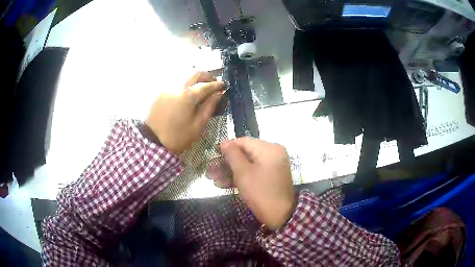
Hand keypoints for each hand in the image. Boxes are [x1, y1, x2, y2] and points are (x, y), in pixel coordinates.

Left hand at [146, 72, 223, 154]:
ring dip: (195, 79)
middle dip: (207, 76)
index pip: (206, 85)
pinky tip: (187, 92)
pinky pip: (175, 82)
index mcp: (187, 96)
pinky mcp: (160, 93)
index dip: (217, 84)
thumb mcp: (197, 125)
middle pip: (194, 74)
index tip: (223, 86)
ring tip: (201, 87)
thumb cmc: (178, 136)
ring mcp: (167, 88)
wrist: (153, 141)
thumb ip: (209, 107)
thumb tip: (218, 95)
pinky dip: (185, 83)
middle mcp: (177, 87)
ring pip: (184, 76)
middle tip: (213, 83)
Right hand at [220, 137, 295, 229]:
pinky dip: (240, 177)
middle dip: (226, 163)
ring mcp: (272, 166)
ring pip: (247, 164)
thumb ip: (232, 155)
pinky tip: (224, 184)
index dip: (226, 148)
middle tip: (210, 172)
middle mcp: (272, 153)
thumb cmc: (261, 192)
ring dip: (230, 172)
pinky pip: (253, 172)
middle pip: (244, 153)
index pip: (243, 141)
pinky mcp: (270, 177)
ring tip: (213, 180)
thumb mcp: (243, 173)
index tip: (212, 156)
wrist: (281, 216)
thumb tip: (224, 142)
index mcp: (269, 148)